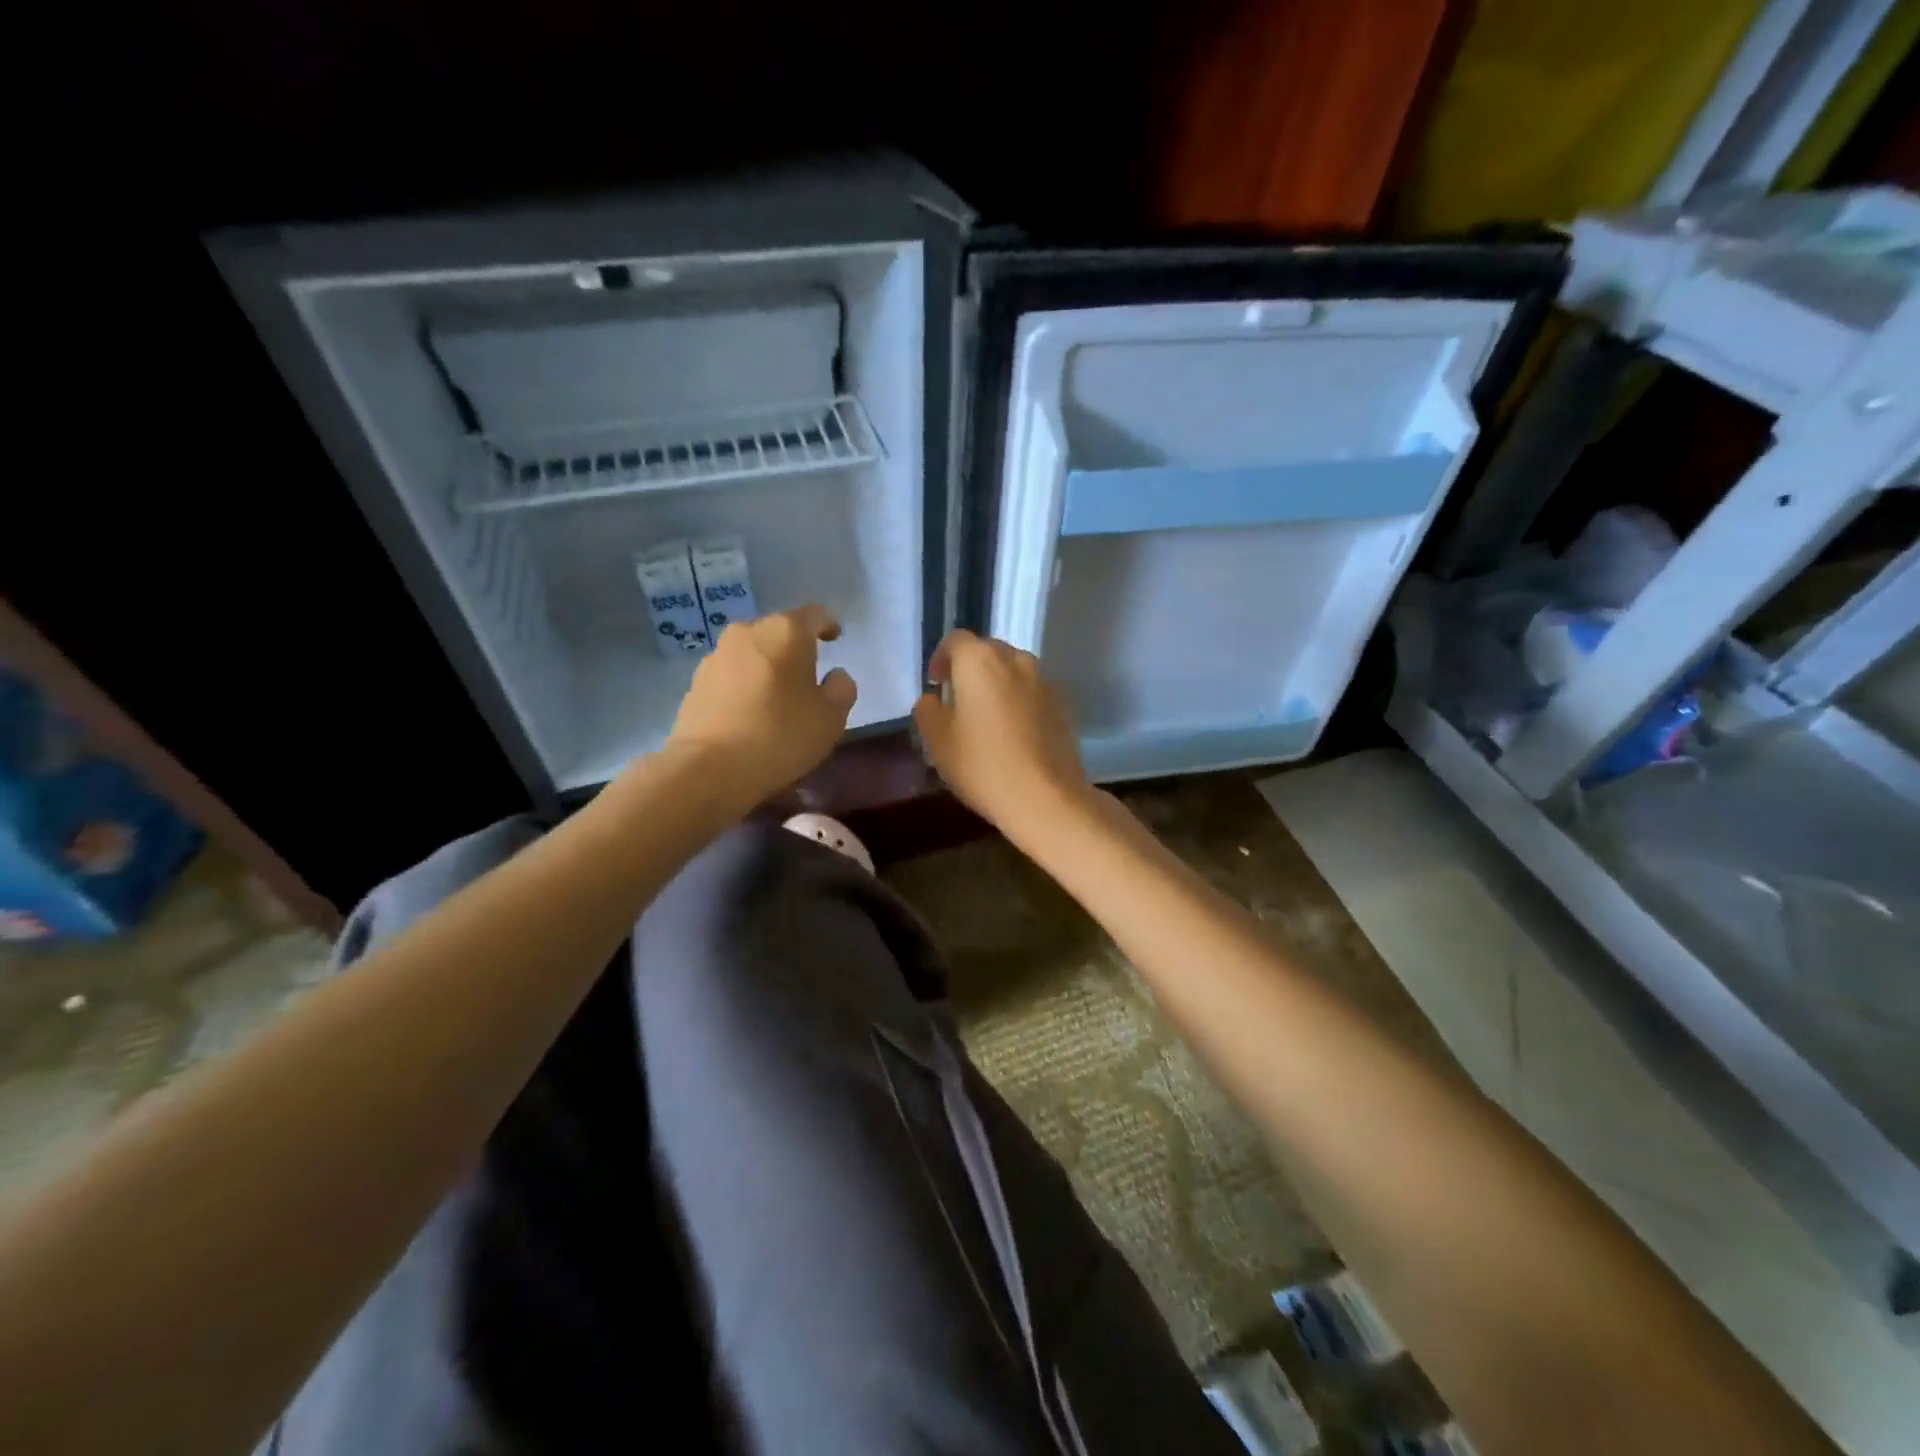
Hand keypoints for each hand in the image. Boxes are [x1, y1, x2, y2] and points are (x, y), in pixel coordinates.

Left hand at [666, 604, 856, 808]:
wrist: (707, 768)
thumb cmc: (780, 736)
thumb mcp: (831, 719)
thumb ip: (841, 690)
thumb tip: (834, 676)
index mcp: (786, 632)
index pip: (814, 614)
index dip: (828, 624)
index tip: (836, 638)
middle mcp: (748, 633)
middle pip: (779, 631)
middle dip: (795, 648)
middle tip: (808, 675)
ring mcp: (716, 656)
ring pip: (752, 653)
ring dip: (767, 667)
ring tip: (777, 698)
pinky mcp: (695, 682)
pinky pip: (731, 675)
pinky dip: (745, 686)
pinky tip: (751, 713)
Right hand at [912, 629, 1093, 835]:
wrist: (1046, 797)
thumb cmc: (983, 765)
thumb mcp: (938, 741)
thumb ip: (928, 711)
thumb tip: (932, 699)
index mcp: (980, 661)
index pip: (955, 640)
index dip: (941, 658)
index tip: (936, 684)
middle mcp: (1015, 660)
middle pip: (987, 651)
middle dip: (970, 669)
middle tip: (957, 699)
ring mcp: (1043, 682)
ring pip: (1012, 670)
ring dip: (996, 684)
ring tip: (985, 716)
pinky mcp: (1062, 705)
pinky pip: (1031, 692)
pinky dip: (1017, 701)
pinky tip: (1011, 733)